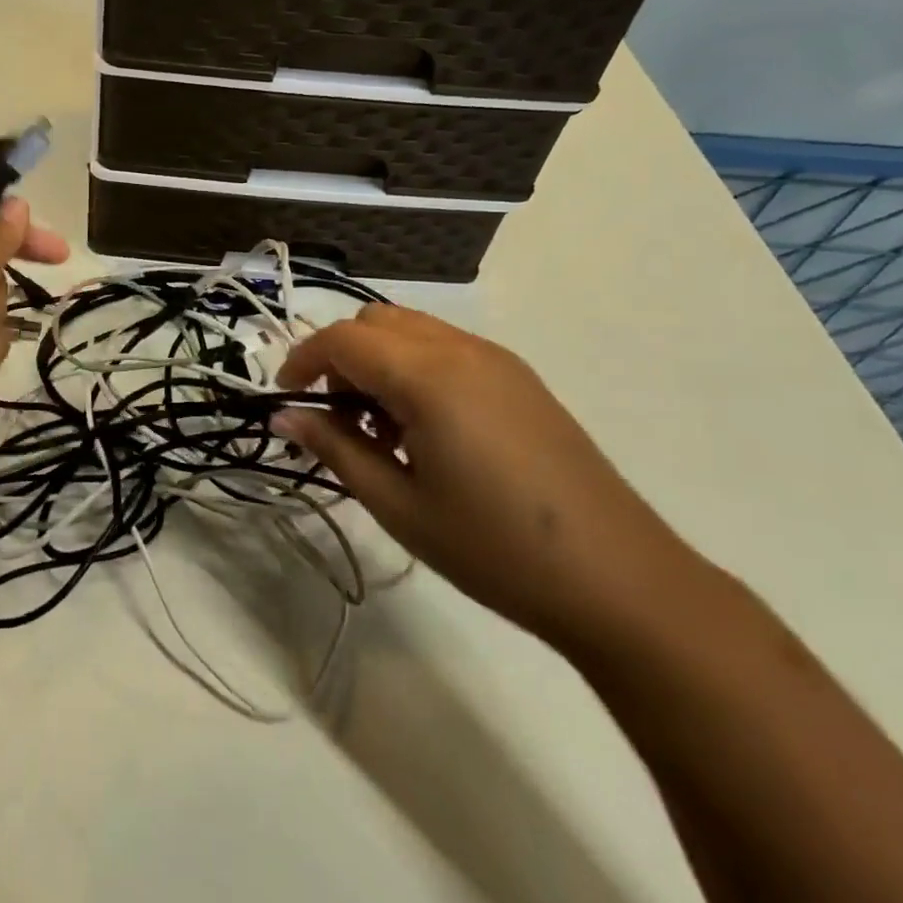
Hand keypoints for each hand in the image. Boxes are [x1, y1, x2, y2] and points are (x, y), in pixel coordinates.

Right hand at [274, 306, 704, 651]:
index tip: (287, 401)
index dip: (302, 361)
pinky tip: (427, 433)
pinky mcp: (521, 380)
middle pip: (376, 321)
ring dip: (379, 363)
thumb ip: (334, 448)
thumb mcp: (397, 504)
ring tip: (382, 431)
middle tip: (338, 419)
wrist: (619, 581)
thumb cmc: (492, 547)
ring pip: (412, 331)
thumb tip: (283, 416)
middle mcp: (461, 349)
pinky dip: (415, 370)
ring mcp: (498, 361)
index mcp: (428, 375)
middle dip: (341, 358)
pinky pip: (447, 350)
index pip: (343, 339)